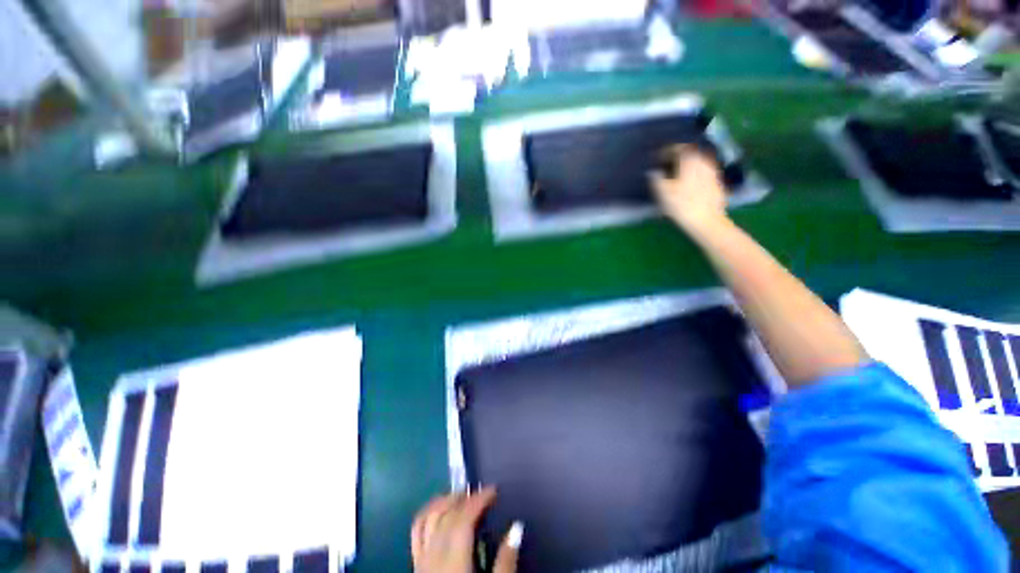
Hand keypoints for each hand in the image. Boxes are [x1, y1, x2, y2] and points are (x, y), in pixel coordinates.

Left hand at [411, 487, 521, 572]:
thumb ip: (506, 562)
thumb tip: (517, 527)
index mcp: (453, 563)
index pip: (463, 520)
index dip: (479, 500)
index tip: (494, 490)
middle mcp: (433, 557)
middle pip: (446, 516)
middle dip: (465, 498)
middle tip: (482, 493)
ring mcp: (421, 561)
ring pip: (427, 518)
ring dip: (445, 501)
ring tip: (462, 496)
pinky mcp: (416, 566)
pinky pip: (417, 531)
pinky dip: (428, 513)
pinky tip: (439, 510)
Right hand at [649, 144, 728, 235]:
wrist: (707, 220)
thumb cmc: (682, 205)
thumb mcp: (664, 193)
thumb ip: (657, 179)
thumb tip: (653, 172)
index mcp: (689, 160)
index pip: (677, 147)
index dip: (666, 151)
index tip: (657, 157)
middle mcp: (703, 160)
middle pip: (690, 152)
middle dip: (678, 155)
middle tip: (667, 163)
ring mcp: (712, 170)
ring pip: (698, 160)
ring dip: (687, 163)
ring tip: (677, 171)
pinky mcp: (716, 180)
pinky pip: (703, 170)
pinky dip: (694, 171)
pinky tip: (689, 181)